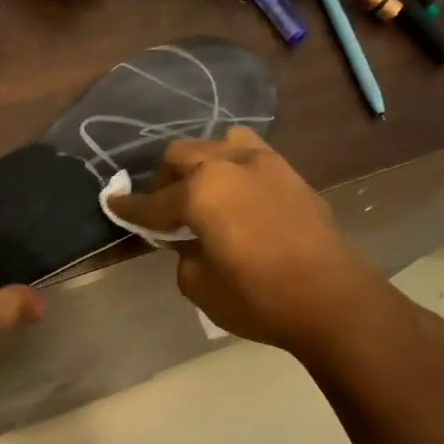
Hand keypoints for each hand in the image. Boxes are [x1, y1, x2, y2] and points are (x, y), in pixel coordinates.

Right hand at [107, 127, 396, 360]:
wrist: (332, 300)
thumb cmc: (256, 298)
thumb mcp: (198, 284)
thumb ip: (182, 252)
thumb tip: (188, 240)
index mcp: (200, 193)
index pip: (152, 201)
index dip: (129, 208)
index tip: (111, 204)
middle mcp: (229, 166)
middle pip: (181, 155)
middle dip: (163, 180)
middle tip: (161, 209)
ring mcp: (265, 164)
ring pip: (218, 144)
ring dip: (200, 164)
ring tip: (201, 193)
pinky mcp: (290, 174)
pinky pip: (250, 154)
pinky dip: (231, 167)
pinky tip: (233, 193)